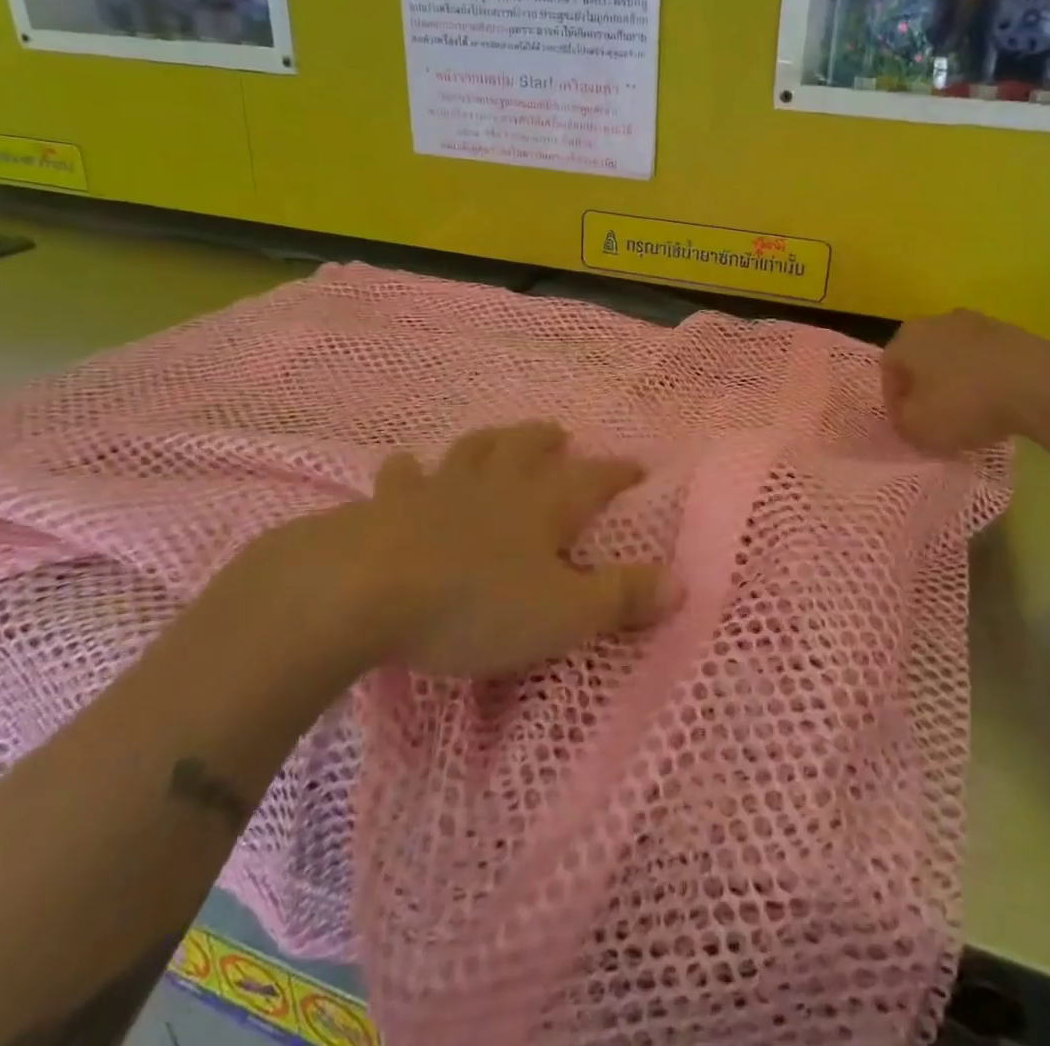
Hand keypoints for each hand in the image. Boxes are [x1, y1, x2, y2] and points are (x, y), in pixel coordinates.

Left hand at [237, 423, 682, 684]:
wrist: (368, 590)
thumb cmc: (476, 605)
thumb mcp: (564, 614)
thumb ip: (622, 597)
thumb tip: (681, 581)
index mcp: (543, 505)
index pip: (594, 479)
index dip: (618, 472)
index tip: (637, 468)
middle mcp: (496, 483)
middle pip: (528, 447)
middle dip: (548, 441)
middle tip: (560, 436)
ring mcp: (439, 487)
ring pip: (472, 449)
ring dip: (490, 441)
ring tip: (497, 439)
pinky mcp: (389, 503)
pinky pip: (402, 476)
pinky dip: (408, 469)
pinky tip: (405, 466)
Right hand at [882, 309, 1049, 451]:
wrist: (1036, 383)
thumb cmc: (964, 403)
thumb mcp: (918, 428)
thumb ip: (902, 422)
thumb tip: (906, 415)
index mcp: (905, 339)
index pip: (887, 371)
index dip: (894, 402)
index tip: (908, 425)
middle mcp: (934, 321)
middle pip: (920, 358)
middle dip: (924, 386)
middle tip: (935, 416)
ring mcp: (975, 321)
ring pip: (953, 355)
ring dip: (956, 380)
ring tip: (970, 410)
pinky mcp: (1009, 330)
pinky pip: (984, 357)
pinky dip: (985, 376)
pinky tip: (997, 400)